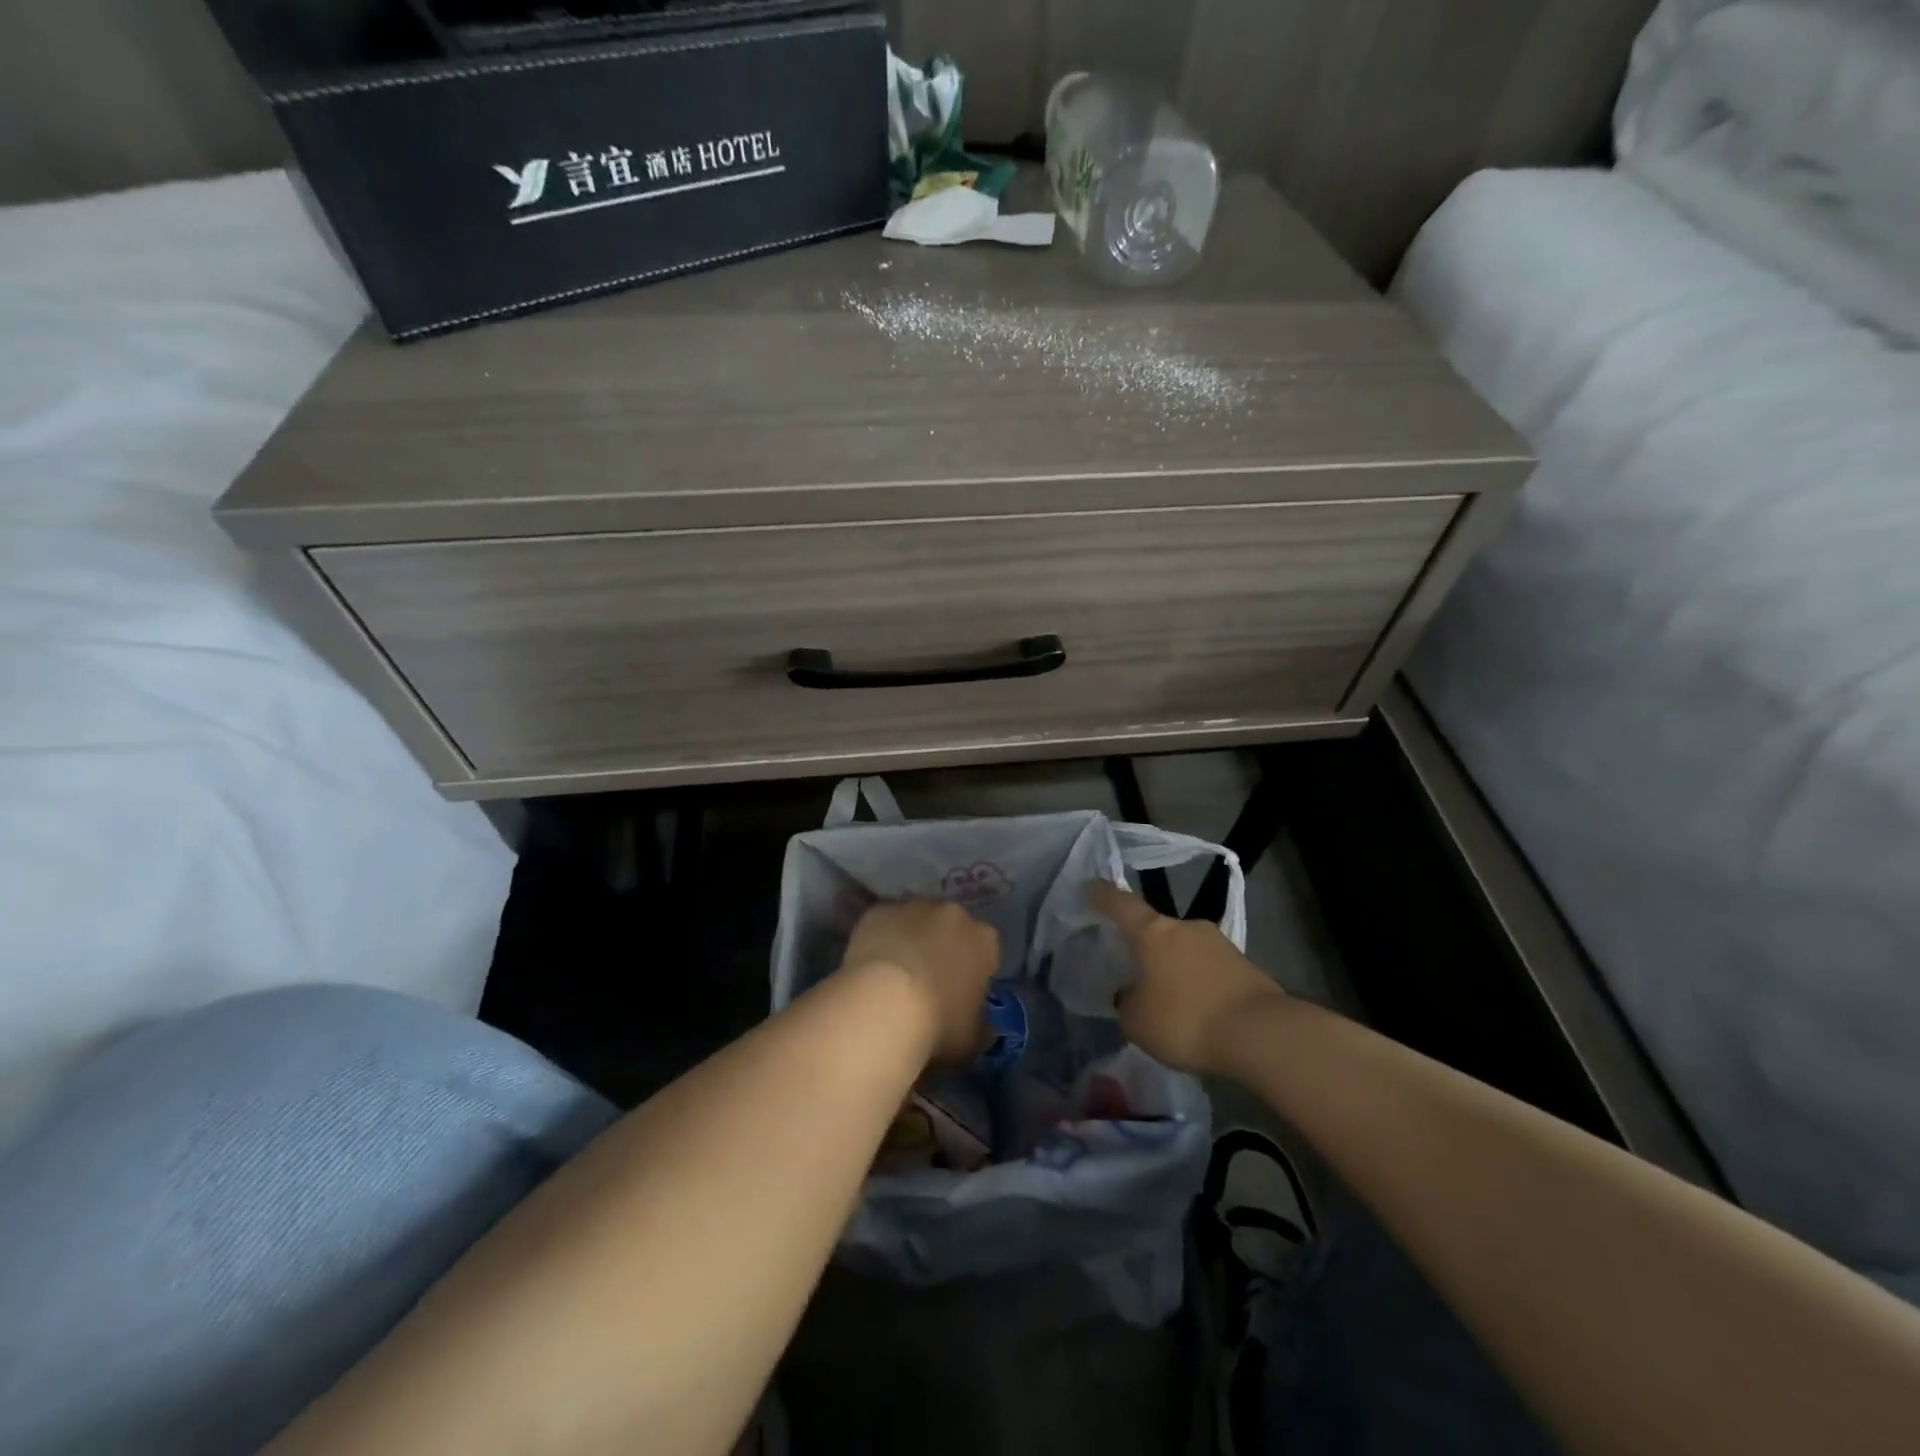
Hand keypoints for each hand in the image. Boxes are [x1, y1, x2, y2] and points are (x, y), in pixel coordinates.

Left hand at [841, 900, 999, 1064]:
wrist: (883, 1005)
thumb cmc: (937, 1025)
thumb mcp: (972, 1040)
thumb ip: (982, 1028)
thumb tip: (985, 1027)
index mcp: (984, 940)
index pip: (986, 950)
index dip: (974, 971)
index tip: (961, 992)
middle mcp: (953, 914)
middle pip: (952, 927)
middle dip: (943, 946)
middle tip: (928, 980)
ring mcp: (914, 907)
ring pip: (917, 920)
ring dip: (912, 938)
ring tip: (895, 973)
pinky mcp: (880, 910)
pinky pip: (885, 922)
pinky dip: (882, 936)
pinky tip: (872, 965)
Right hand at [1088, 881, 1285, 1075]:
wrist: (1261, 1034)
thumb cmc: (1185, 1020)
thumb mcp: (1136, 1021)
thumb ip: (1127, 1001)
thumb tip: (1133, 993)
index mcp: (1152, 932)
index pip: (1120, 904)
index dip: (1102, 895)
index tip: (1090, 888)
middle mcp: (1185, 927)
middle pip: (1156, 930)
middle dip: (1145, 948)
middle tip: (1135, 972)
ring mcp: (1218, 942)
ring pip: (1184, 950)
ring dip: (1174, 967)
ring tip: (1170, 999)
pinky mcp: (1244, 964)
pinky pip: (1209, 969)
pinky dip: (1199, 983)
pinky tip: (1199, 1011)